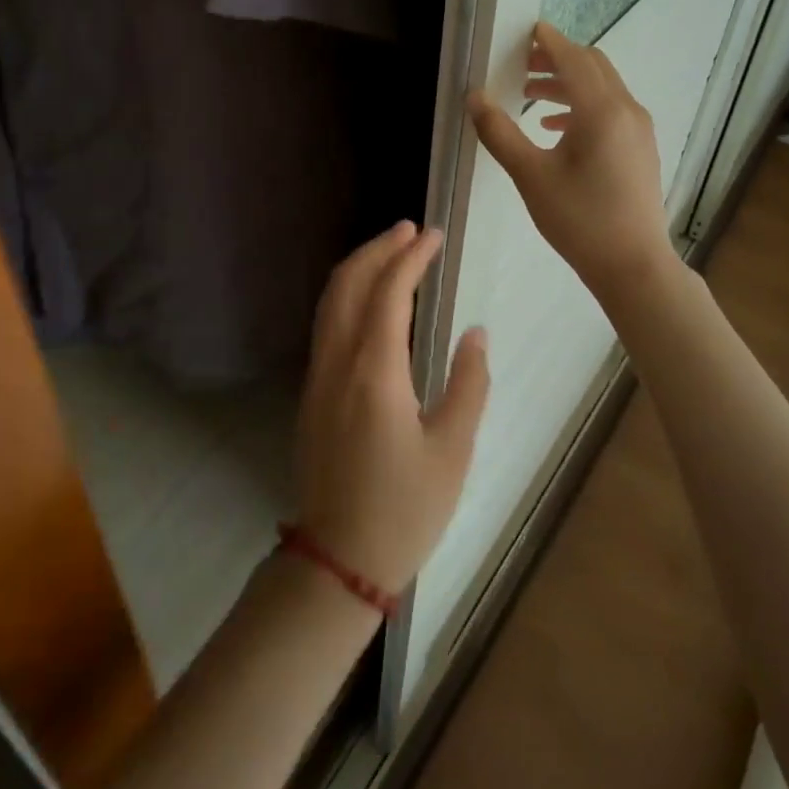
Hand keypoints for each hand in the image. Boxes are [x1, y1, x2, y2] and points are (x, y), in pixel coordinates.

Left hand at [296, 222, 489, 596]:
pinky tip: (370, 298)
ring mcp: (318, 374)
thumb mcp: (453, 450)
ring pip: (331, 300)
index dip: (411, 257)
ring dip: (359, 266)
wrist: (337, 558)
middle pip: (349, 282)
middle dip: (379, 248)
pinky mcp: (313, 390)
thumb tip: (475, 332)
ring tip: (391, 250)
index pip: (389, 292)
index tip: (433, 235)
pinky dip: (347, 292)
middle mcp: (338, 362)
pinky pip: (327, 322)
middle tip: (410, 230)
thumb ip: (468, 383)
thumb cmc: (404, 509)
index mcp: (375, 372)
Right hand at [468, 21, 672, 294]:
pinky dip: (583, 105)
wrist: (633, 264)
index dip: (549, 41)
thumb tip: (474, 98)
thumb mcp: (530, 176)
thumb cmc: (579, 219)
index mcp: (601, 110)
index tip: (528, 30)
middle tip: (522, 64)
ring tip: (530, 97)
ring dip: (568, 83)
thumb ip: (500, 133)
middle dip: (557, 59)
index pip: (573, 59)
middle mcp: (626, 110)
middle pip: (593, 66)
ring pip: (603, 88)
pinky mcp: (641, 147)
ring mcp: (639, 129)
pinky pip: (611, 108)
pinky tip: (556, 128)